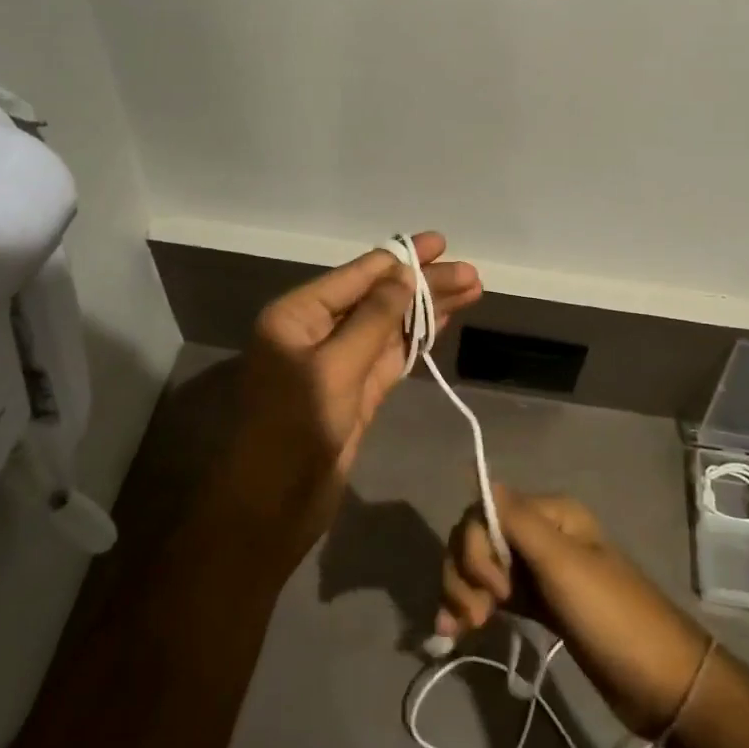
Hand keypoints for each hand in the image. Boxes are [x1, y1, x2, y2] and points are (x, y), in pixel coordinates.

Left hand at [222, 232, 481, 558]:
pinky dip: (417, 338)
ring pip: (389, 326)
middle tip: (471, 273)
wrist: (276, 504)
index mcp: (297, 316)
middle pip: (378, 298)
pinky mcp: (356, 391)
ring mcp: (339, 363)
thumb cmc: (295, 428)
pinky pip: (390, 355)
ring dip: (427, 309)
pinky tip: (444, 320)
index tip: (438, 243)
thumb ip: (373, 319)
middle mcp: (317, 332)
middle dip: (422, 285)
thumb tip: (403, 274)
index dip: (399, 258)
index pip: (356, 276)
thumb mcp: (335, 367)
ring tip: (472, 289)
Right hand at [436, 485, 711, 738]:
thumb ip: (519, 523)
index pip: (485, 513)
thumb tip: (480, 477)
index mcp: (550, 515)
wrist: (661, 685)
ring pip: (480, 567)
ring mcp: (538, 571)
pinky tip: (455, 632)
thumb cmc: (614, 618)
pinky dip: (470, 608)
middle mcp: (540, 535)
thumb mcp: (564, 566)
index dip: (474, 548)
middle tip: (473, 617)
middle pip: (477, 539)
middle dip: (463, 573)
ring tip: (461, 630)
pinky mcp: (537, 604)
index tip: (492, 588)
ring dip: (461, 592)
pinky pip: (492, 595)